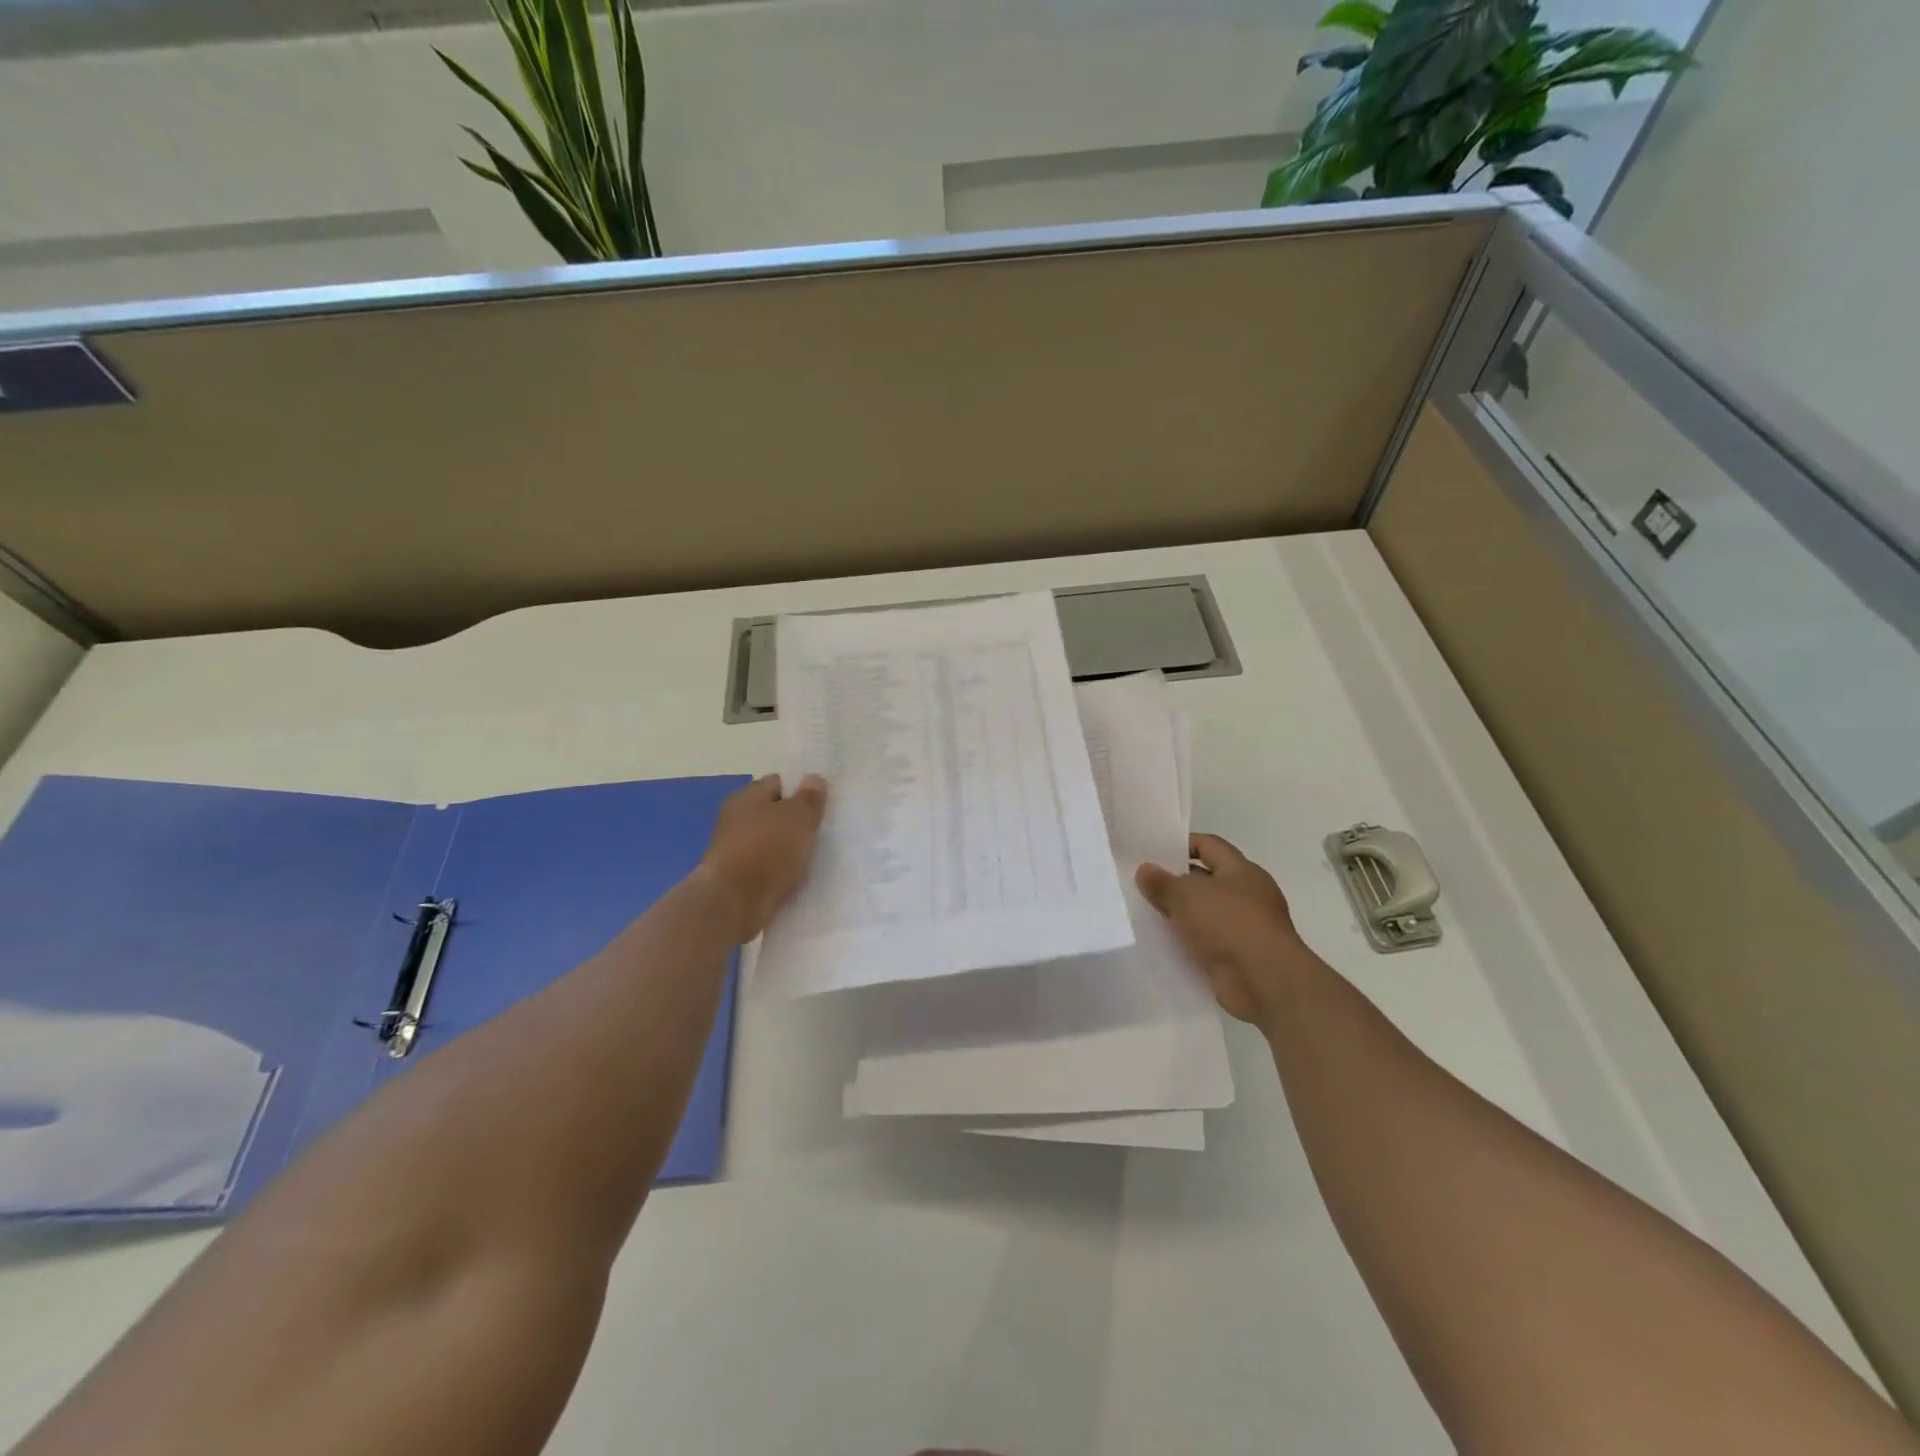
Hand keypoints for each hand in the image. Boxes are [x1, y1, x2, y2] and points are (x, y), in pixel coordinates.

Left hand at [697, 773, 827, 941]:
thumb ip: (810, 798)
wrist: (733, 903)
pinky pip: (765, 865)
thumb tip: (813, 779)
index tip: (821, 806)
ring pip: (770, 840)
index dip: (801, 791)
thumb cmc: (768, 850)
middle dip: (795, 822)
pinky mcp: (735, 876)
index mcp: (748, 796)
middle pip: (773, 812)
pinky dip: (778, 870)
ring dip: (788, 848)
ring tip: (812, 858)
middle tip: (820, 832)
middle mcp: (736, 817)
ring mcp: (733, 848)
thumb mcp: (800, 818)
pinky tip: (794, 877)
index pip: (779, 783)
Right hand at [1136, 832, 1319, 1028]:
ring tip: (1146, 914)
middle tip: (1142, 884)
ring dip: (1180, 915)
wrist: (1264, 982)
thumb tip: (1145, 870)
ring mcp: (1246, 928)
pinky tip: (1163, 943)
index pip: (1209, 845)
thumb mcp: (1187, 895)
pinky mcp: (1239, 957)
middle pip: (1206, 880)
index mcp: (1242, 871)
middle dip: (1176, 882)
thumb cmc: (1229, 924)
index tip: (1152, 852)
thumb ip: (1162, 882)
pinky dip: (1188, 942)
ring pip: (1205, 913)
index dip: (1181, 844)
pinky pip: (1207, 942)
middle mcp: (1248, 895)